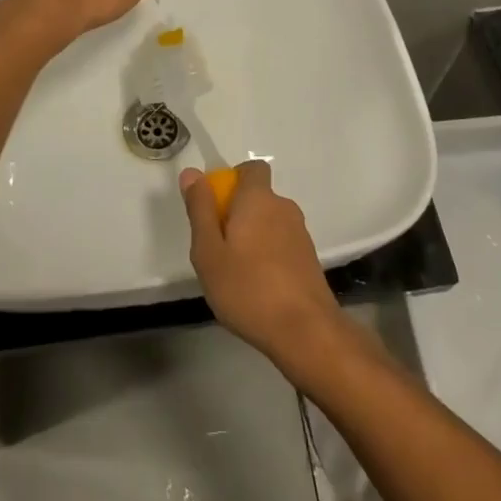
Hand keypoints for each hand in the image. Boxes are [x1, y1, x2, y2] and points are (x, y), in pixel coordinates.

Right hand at [180, 161, 346, 372]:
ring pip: (269, 222)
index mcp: (258, 199)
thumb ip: (200, 209)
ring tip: (235, 272)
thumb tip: (192, 173)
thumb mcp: (208, 251)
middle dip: (237, 213)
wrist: (305, 331)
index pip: (251, 168)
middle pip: (257, 197)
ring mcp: (300, 233)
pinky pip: (281, 244)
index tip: (215, 207)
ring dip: (252, 236)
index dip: (232, 179)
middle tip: (217, 248)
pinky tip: (257, 287)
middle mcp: (283, 207)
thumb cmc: (248, 288)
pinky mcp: (309, 259)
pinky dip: (268, 255)